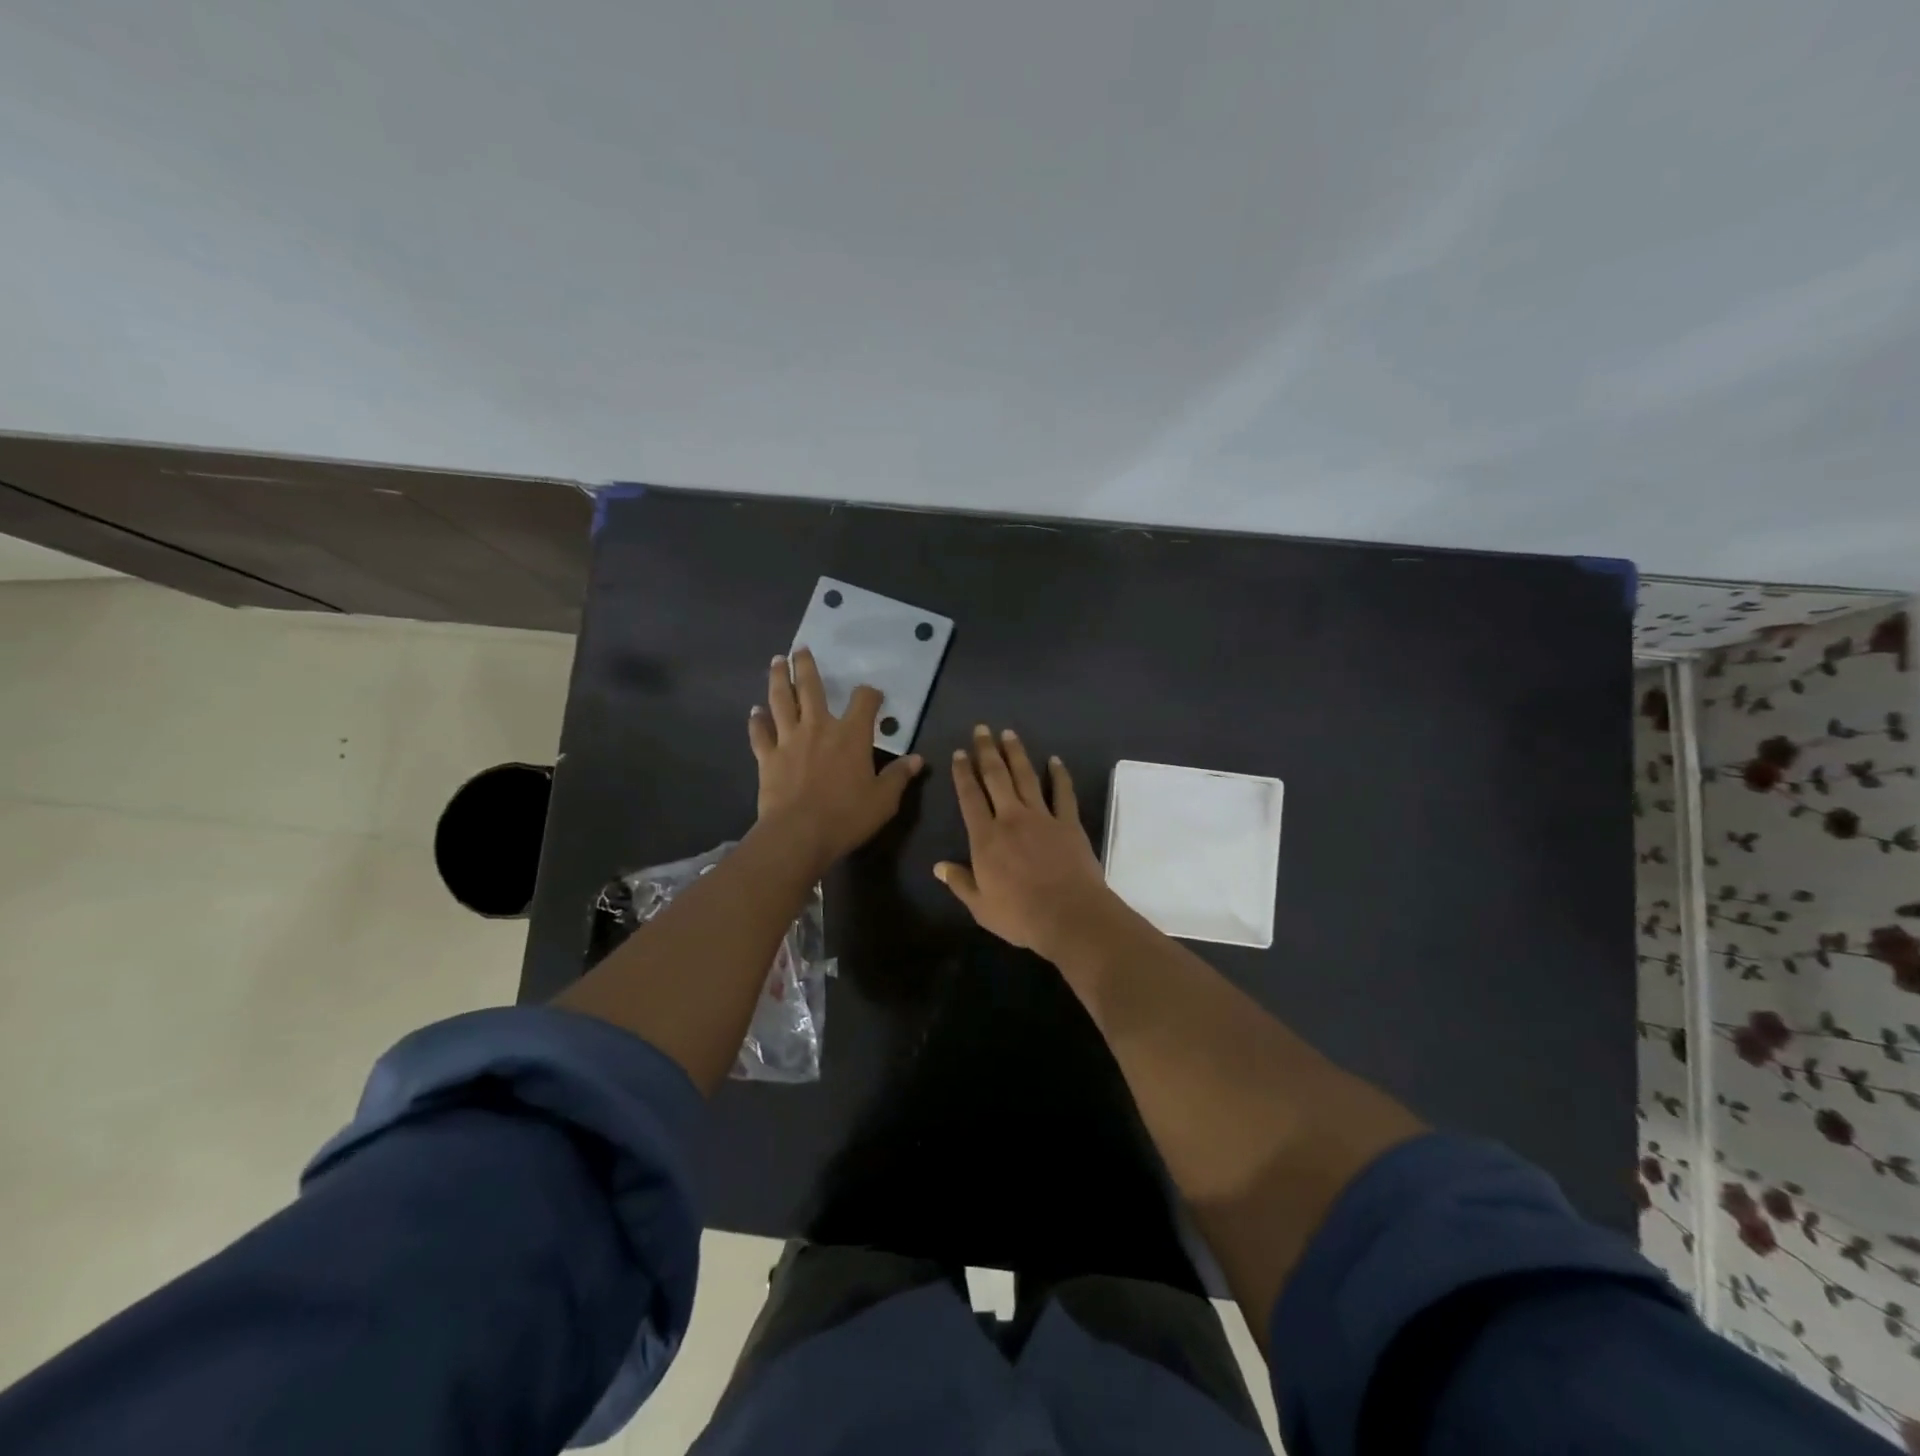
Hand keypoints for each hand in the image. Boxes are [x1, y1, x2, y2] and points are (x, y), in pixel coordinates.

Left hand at [748, 648, 924, 870]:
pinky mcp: (767, 757)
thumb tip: (916, 760)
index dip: (870, 694)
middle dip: (806, 666)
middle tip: (800, 649)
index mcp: (851, 735)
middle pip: (810, 688)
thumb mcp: (884, 800)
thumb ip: (898, 776)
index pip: (864, 702)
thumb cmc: (847, 816)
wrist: (799, 834)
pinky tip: (755, 711)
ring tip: (776, 662)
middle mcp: (819, 728)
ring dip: (778, 679)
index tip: (873, 694)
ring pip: (781, 701)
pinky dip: (757, 721)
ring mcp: (789, 740)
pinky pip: (760, 733)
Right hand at [935, 725, 1115, 959]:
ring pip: (1026, 777)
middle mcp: (1011, 819)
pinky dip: (1059, 775)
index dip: (963, 773)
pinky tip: (1055, 760)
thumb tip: (938, 866)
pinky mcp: (1069, 823)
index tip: (960, 753)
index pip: (970, 798)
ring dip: (1016, 754)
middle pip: (996, 777)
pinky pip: (1063, 793)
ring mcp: (1042, 817)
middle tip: (982, 729)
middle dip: (987, 751)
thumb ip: (960, 882)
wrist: (1070, 916)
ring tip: (1009, 734)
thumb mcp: (981, 906)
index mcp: (986, 838)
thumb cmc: (1020, 915)